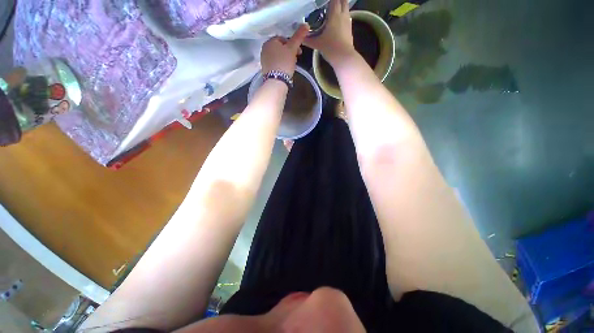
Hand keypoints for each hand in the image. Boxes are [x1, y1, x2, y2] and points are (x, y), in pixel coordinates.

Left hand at [261, 24, 308, 75]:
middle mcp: (264, 48)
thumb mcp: (292, 48)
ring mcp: (264, 59)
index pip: (283, 39)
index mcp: (270, 41)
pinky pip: (275, 64)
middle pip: (280, 48)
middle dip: (289, 52)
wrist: (276, 81)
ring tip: (291, 65)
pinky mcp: (265, 69)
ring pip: (277, 56)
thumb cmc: (284, 63)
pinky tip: (285, 70)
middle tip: (296, 59)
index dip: (293, 44)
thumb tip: (306, 25)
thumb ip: (298, 36)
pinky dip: (280, 65)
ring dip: (285, 59)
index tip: (299, 52)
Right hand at [304, 0, 354, 64]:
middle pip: (343, 1)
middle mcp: (343, 15)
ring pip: (346, 9)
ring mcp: (348, 23)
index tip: (324, 2)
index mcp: (334, 15)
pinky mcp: (350, 30)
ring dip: (341, 8)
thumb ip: (308, 40)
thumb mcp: (317, 44)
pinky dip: (343, 17)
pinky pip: (347, 19)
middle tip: (330, 5)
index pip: (334, 0)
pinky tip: (338, 23)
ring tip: (334, 12)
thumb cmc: (330, 48)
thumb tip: (301, 38)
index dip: (330, 0)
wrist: (344, 58)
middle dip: (338, 1)